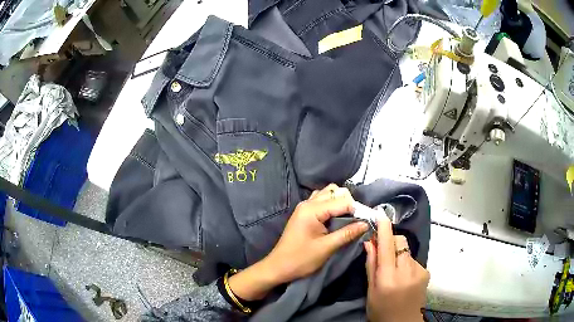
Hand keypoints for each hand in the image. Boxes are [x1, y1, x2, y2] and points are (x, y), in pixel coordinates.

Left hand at [228, 184, 368, 300]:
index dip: (357, 209)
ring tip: (348, 219)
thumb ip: (347, 233)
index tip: (367, 221)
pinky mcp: (304, 213)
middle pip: (335, 192)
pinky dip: (332, 205)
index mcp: (312, 209)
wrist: (278, 267)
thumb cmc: (301, 259)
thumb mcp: (326, 248)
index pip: (342, 201)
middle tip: (357, 220)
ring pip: (328, 194)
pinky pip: (321, 201)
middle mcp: (308, 203)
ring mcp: (304, 207)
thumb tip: (366, 223)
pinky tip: (336, 218)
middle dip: (349, 203)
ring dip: (340, 202)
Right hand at [365, 215, 429, 321]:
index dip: (384, 228)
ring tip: (394, 272)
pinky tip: (404, 277)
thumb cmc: (381, 310)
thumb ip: (371, 266)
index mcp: (389, 278)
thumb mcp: (371, 291)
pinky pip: (413, 259)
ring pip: (407, 250)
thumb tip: (369, 243)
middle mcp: (407, 271)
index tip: (381, 214)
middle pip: (400, 242)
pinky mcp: (426, 272)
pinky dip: (406, 263)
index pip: (387, 246)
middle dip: (391, 242)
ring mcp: (420, 271)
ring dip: (399, 254)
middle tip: (383, 253)